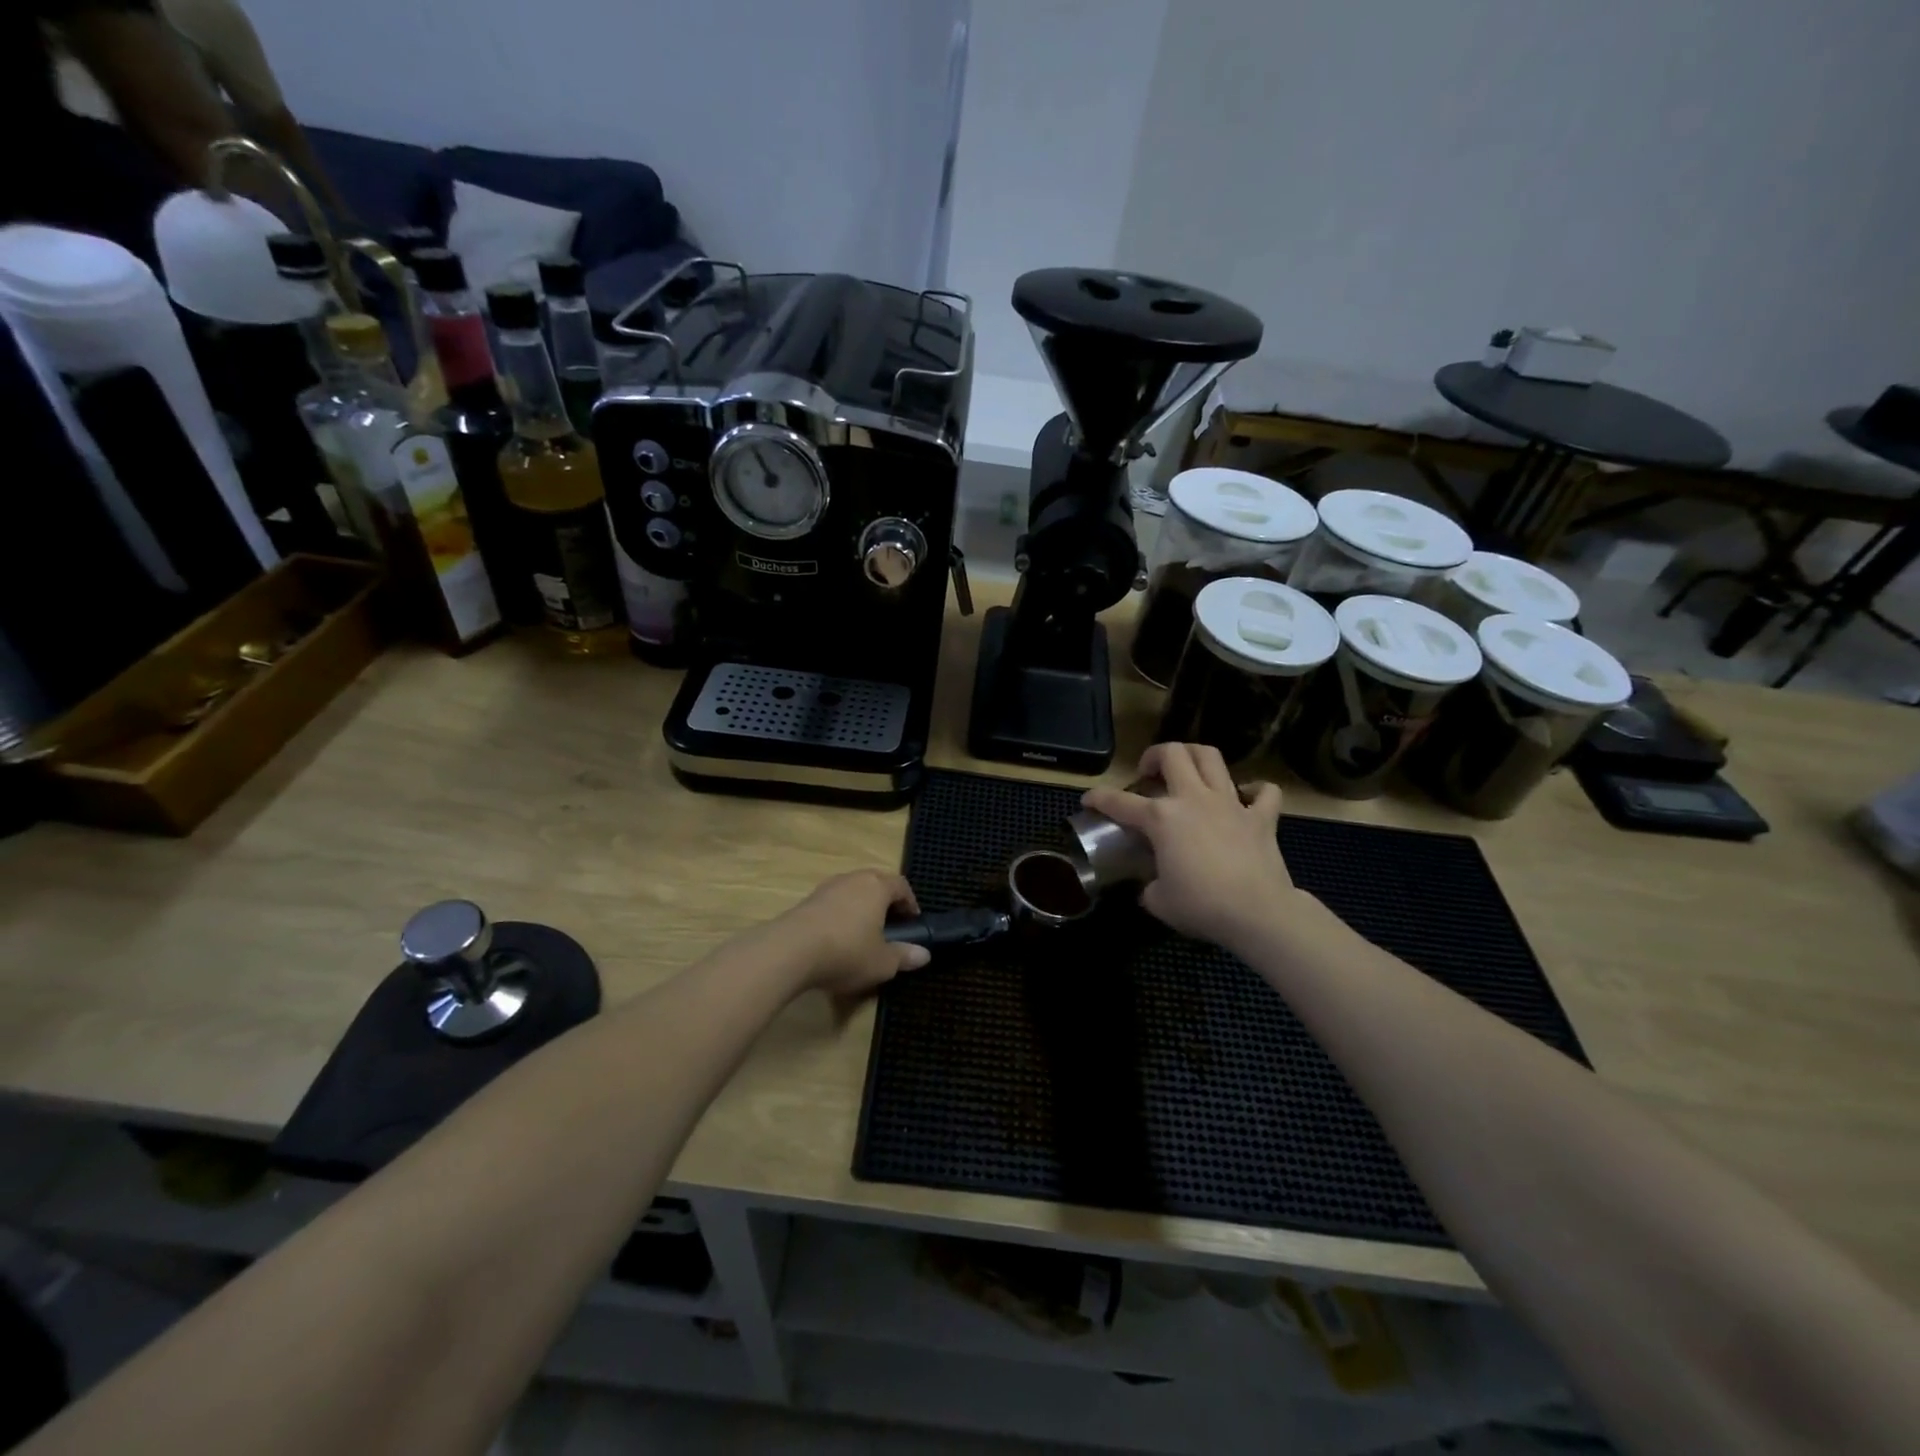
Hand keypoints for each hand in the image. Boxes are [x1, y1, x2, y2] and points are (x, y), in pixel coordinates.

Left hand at [773, 869, 929, 997]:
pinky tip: (836, 940)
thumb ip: (904, 956)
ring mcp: (827, 887)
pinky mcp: (806, 901)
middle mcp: (853, 879)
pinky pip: (832, 904)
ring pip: (852, 893)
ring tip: (863, 935)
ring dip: (861, 909)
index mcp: (877, 886)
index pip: (901, 885)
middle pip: (876, 884)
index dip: (910, 903)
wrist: (790, 951)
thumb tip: (924, 954)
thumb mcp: (882, 962)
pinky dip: (840, 917)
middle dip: (885, 904)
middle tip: (890, 929)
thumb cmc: (846, 952)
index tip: (913, 923)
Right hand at [1081, 743, 1297, 950]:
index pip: (1118, 801)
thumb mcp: (1158, 901)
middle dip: (1154, 756)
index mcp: (1161, 818)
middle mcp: (1193, 799)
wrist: (1257, 912)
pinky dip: (1254, 791)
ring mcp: (1230, 803)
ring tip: (1188, 771)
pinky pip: (1264, 791)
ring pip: (1211, 757)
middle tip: (1149, 774)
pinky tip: (1245, 798)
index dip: (1098, 798)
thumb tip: (1151, 886)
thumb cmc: (1201, 906)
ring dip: (1195, 757)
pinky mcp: (1261, 817)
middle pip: (1172, 754)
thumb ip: (1149, 885)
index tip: (1088, 800)